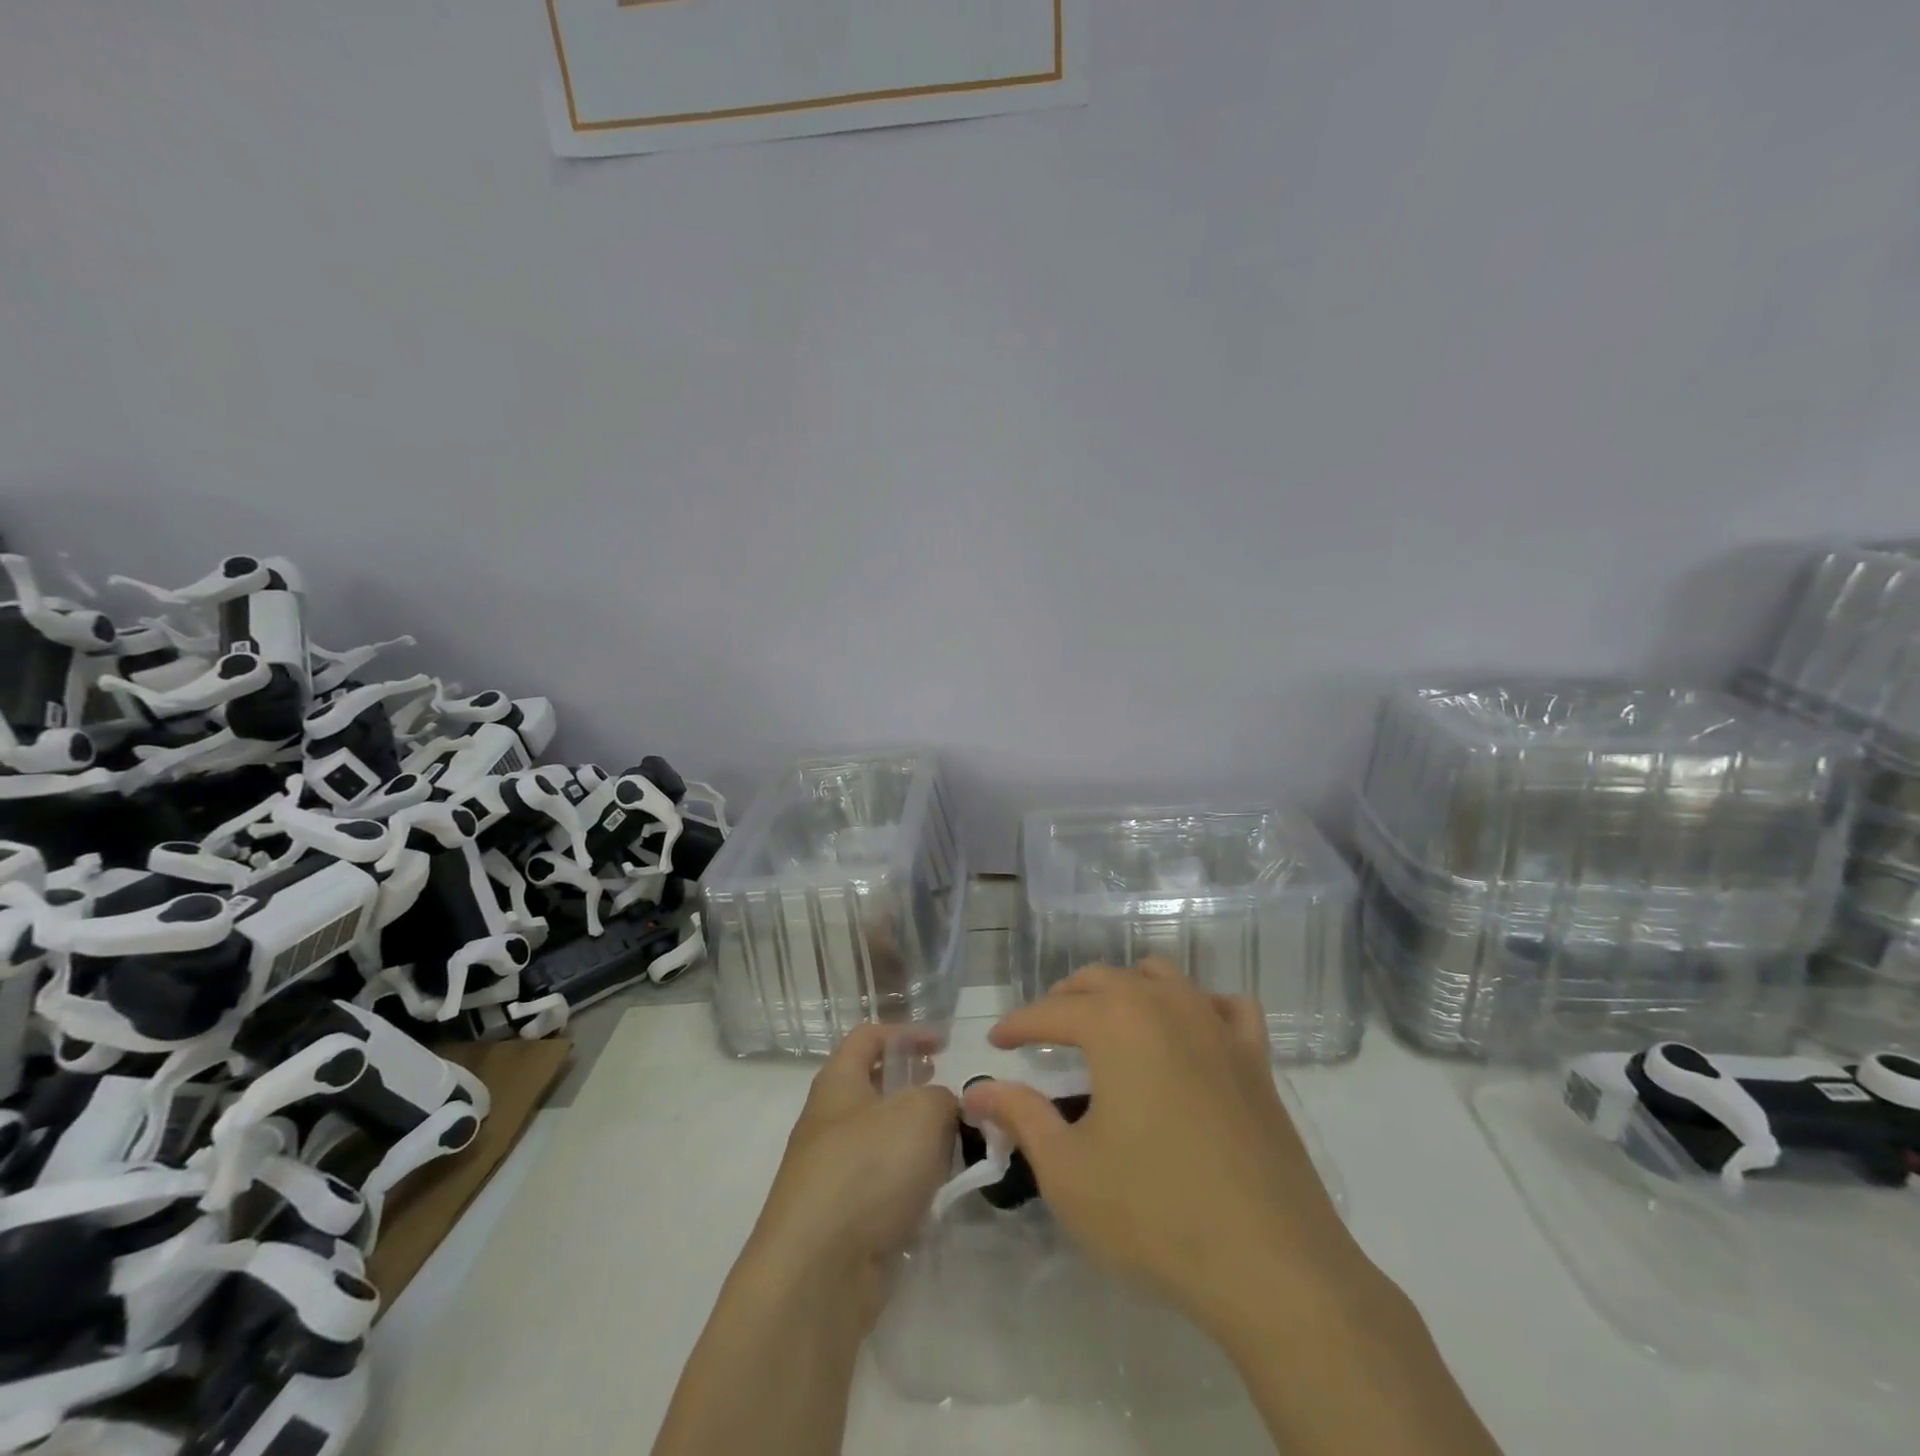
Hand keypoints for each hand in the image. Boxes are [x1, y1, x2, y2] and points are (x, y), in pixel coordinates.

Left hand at [743, 1024, 958, 1329]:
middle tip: (951, 1099)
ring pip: (882, 1141)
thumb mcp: (921, 1113)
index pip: (868, 1036)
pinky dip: (910, 1185)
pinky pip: (883, 1187)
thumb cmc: (867, 1170)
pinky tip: (936, 1196)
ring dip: (917, 1141)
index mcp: (838, 1083)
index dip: (906, 1032)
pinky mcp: (843, 1220)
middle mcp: (829, 1122)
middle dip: (915, 1089)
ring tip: (954, 1148)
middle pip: (874, 1089)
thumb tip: (943, 1109)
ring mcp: (832, 1173)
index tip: (944, 1045)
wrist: (817, 1274)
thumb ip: (942, 1098)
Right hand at [965, 959, 1359, 1331]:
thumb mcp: (1067, 1170)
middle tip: (1042, 1032)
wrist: (1270, 1263)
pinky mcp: (1256, 1057)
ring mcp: (1216, 1026)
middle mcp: (1164, 1005)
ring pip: (1160, 978)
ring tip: (1107, 1024)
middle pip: (1103, 980)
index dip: (1018, 1024)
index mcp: (1115, 1023)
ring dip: (1125, 990)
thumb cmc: (1154, 1213)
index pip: (1051, 1010)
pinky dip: (1198, 1006)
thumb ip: (1020, 1116)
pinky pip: (1224, 1006)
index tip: (996, 1041)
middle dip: (1065, 1000)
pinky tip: (1190, 1033)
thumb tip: (978, 1090)